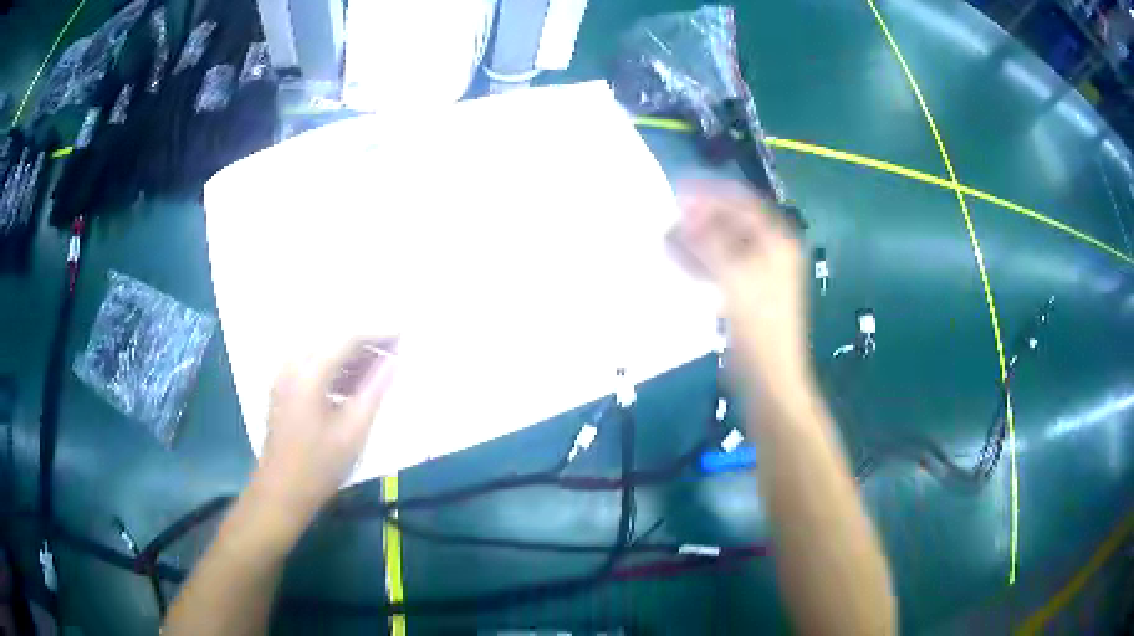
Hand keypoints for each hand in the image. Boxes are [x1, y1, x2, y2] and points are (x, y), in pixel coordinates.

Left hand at [251, 337, 398, 525]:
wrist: (281, 492)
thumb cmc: (319, 465)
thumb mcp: (353, 431)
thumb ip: (374, 391)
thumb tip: (393, 363)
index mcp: (309, 373)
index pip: (347, 337)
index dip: (378, 333)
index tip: (403, 334)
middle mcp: (293, 366)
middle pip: (332, 340)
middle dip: (364, 343)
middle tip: (393, 352)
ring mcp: (284, 377)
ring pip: (321, 352)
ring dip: (350, 357)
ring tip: (378, 371)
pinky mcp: (283, 390)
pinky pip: (312, 366)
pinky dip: (334, 369)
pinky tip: (352, 387)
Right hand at [676, 179, 809, 387]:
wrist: (768, 377)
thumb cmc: (758, 325)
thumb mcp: (734, 277)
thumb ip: (709, 241)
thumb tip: (685, 213)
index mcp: (776, 240)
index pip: (741, 202)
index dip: (710, 193)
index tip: (677, 189)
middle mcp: (770, 250)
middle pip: (731, 222)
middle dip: (700, 218)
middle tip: (667, 217)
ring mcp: (758, 272)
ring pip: (722, 244)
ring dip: (696, 239)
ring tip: (665, 238)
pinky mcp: (745, 292)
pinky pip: (720, 266)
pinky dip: (700, 261)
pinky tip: (677, 260)